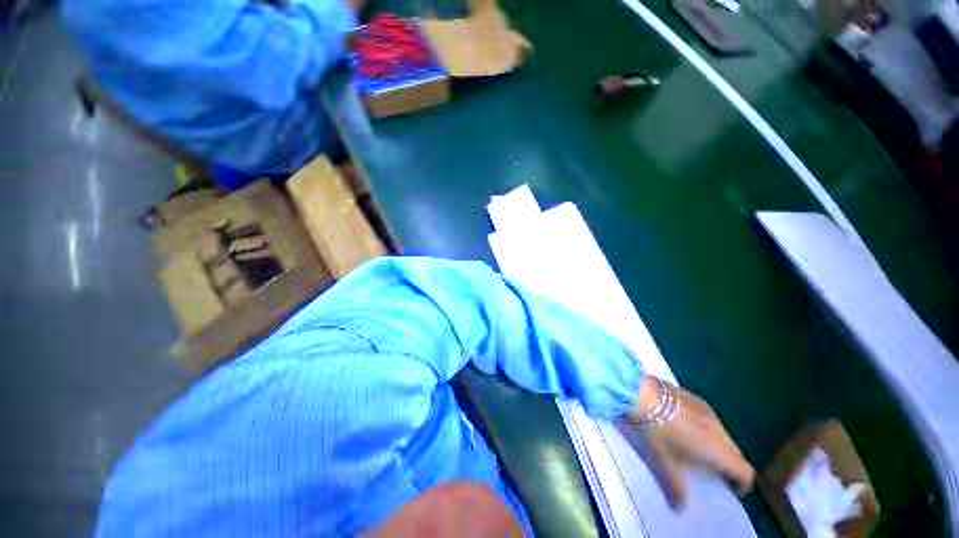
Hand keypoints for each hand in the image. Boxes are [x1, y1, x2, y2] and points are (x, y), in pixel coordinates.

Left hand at [626, 376, 754, 510]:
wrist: (641, 393)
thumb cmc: (656, 432)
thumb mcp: (663, 463)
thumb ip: (675, 489)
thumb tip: (680, 510)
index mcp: (717, 449)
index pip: (745, 471)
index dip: (743, 483)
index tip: (732, 490)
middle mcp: (719, 429)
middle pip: (736, 452)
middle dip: (730, 464)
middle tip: (714, 472)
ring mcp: (707, 409)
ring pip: (723, 433)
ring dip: (718, 444)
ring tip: (699, 450)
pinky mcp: (693, 397)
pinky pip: (709, 417)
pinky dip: (706, 427)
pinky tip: (686, 426)